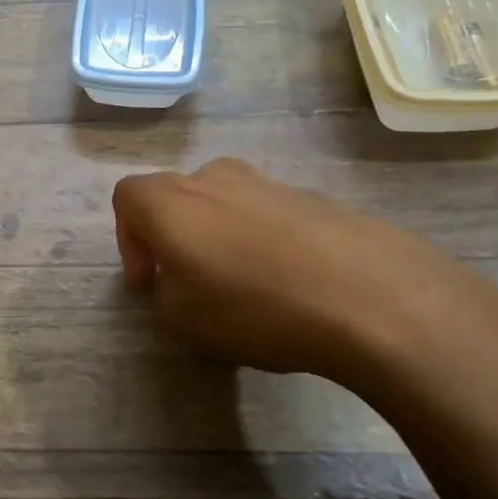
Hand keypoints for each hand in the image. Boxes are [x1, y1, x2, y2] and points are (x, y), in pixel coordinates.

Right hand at [112, 157, 497, 401]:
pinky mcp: (315, 197)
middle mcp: (215, 179)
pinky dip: (264, 240)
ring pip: (225, 202)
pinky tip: (289, 283)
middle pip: (177, 195)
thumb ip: (163, 295)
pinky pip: (270, 214)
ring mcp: (269, 183)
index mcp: (172, 201)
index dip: (127, 238)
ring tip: (243, 284)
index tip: (147, 280)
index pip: (128, 196)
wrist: (370, 295)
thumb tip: (175, 282)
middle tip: (188, 280)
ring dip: (220, 236)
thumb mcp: (184, 319)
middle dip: (173, 235)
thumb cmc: (256, 306)